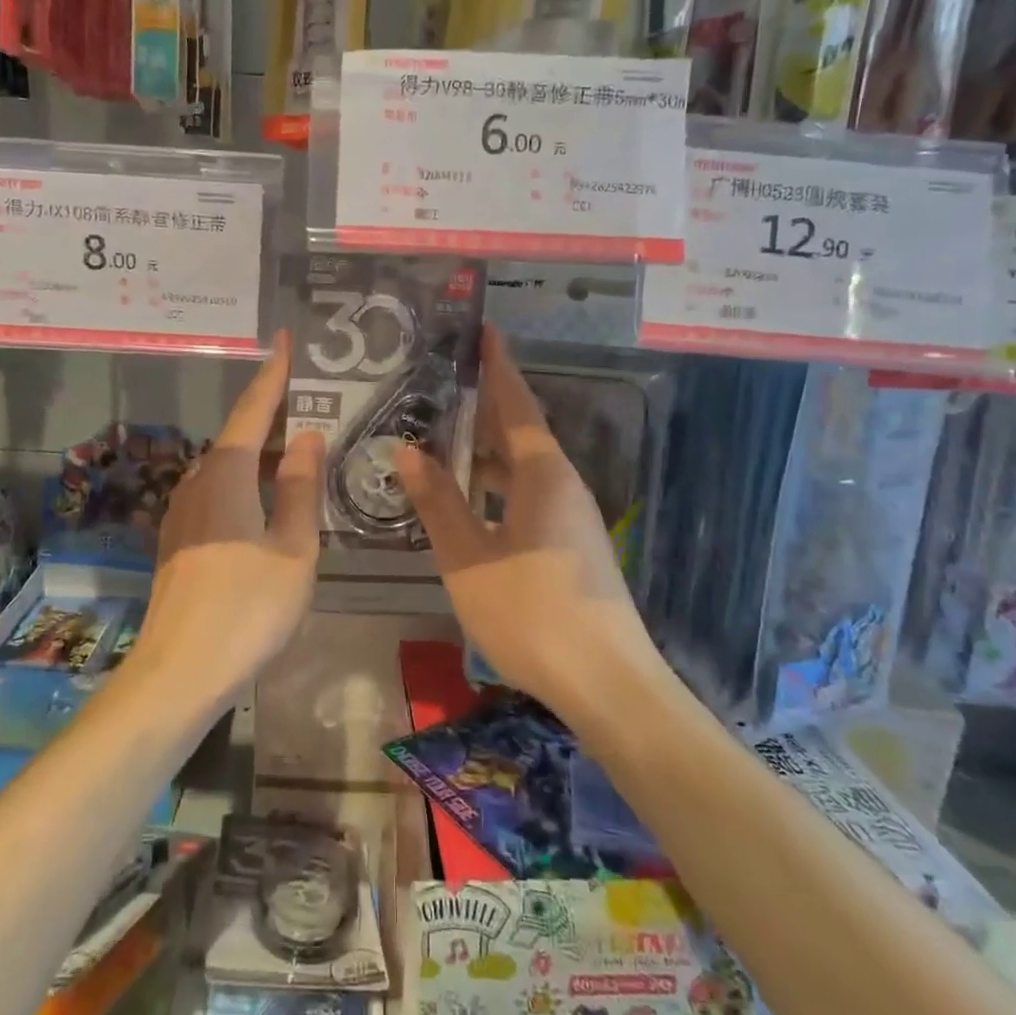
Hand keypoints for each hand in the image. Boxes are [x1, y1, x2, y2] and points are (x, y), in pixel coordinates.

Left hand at [123, 332, 324, 712]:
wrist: (179, 673)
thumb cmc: (247, 608)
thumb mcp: (293, 547)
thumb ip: (299, 487)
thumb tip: (308, 435)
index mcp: (226, 473)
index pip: (253, 409)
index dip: (274, 374)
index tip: (286, 339)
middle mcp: (197, 481)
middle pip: (239, 435)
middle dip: (274, 415)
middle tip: (313, 400)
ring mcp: (183, 512)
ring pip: (228, 467)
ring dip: (261, 452)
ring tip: (299, 447)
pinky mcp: (180, 540)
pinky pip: (219, 493)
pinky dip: (247, 482)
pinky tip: (268, 500)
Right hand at [395, 325, 663, 717]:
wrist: (607, 684)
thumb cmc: (532, 613)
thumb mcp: (469, 558)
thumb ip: (438, 502)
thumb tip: (407, 450)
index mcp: (542, 473)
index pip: (516, 403)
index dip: (497, 366)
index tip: (483, 330)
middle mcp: (562, 484)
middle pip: (520, 431)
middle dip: (486, 403)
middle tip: (443, 380)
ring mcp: (571, 516)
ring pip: (522, 466)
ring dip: (486, 449)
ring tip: (442, 434)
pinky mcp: (570, 544)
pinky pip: (527, 494)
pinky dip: (495, 483)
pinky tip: (467, 496)